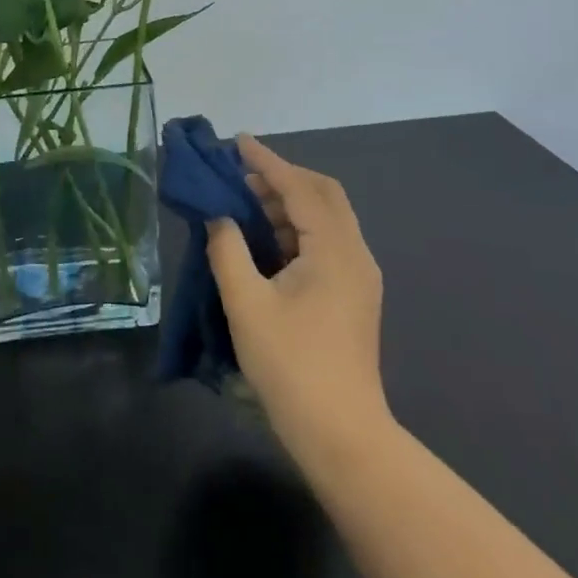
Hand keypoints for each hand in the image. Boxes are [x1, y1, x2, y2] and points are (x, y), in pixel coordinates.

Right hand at [207, 135, 391, 470]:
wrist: (342, 436)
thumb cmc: (291, 366)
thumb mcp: (246, 304)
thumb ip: (227, 250)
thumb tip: (219, 217)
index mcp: (334, 250)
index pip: (299, 188)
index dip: (267, 161)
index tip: (237, 141)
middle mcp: (354, 255)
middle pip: (323, 195)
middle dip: (282, 177)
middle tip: (241, 175)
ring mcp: (358, 277)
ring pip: (326, 219)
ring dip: (288, 203)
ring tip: (245, 204)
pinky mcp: (353, 296)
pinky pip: (325, 242)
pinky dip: (296, 228)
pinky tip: (265, 241)